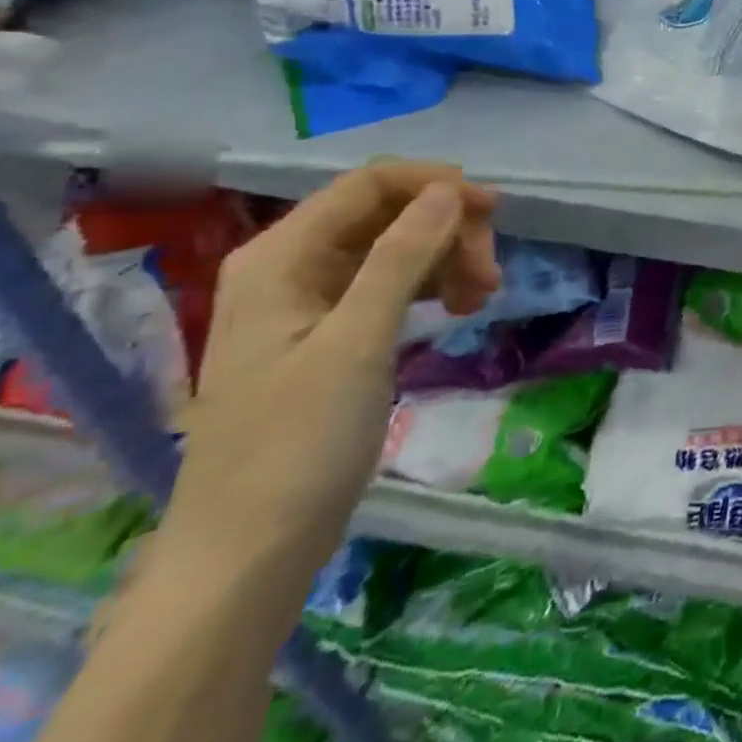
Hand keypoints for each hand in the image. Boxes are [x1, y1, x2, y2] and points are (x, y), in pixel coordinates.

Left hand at [158, 163, 498, 590]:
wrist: (248, 557)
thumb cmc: (296, 445)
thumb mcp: (357, 343)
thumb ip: (402, 258)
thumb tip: (449, 190)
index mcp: (280, 257)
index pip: (369, 184)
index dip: (435, 186)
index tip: (493, 213)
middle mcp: (292, 267)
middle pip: (387, 214)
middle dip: (447, 232)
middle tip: (490, 275)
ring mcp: (310, 303)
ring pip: (396, 249)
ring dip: (447, 260)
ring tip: (482, 299)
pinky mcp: (331, 336)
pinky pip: (391, 286)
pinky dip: (431, 289)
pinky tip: (459, 310)